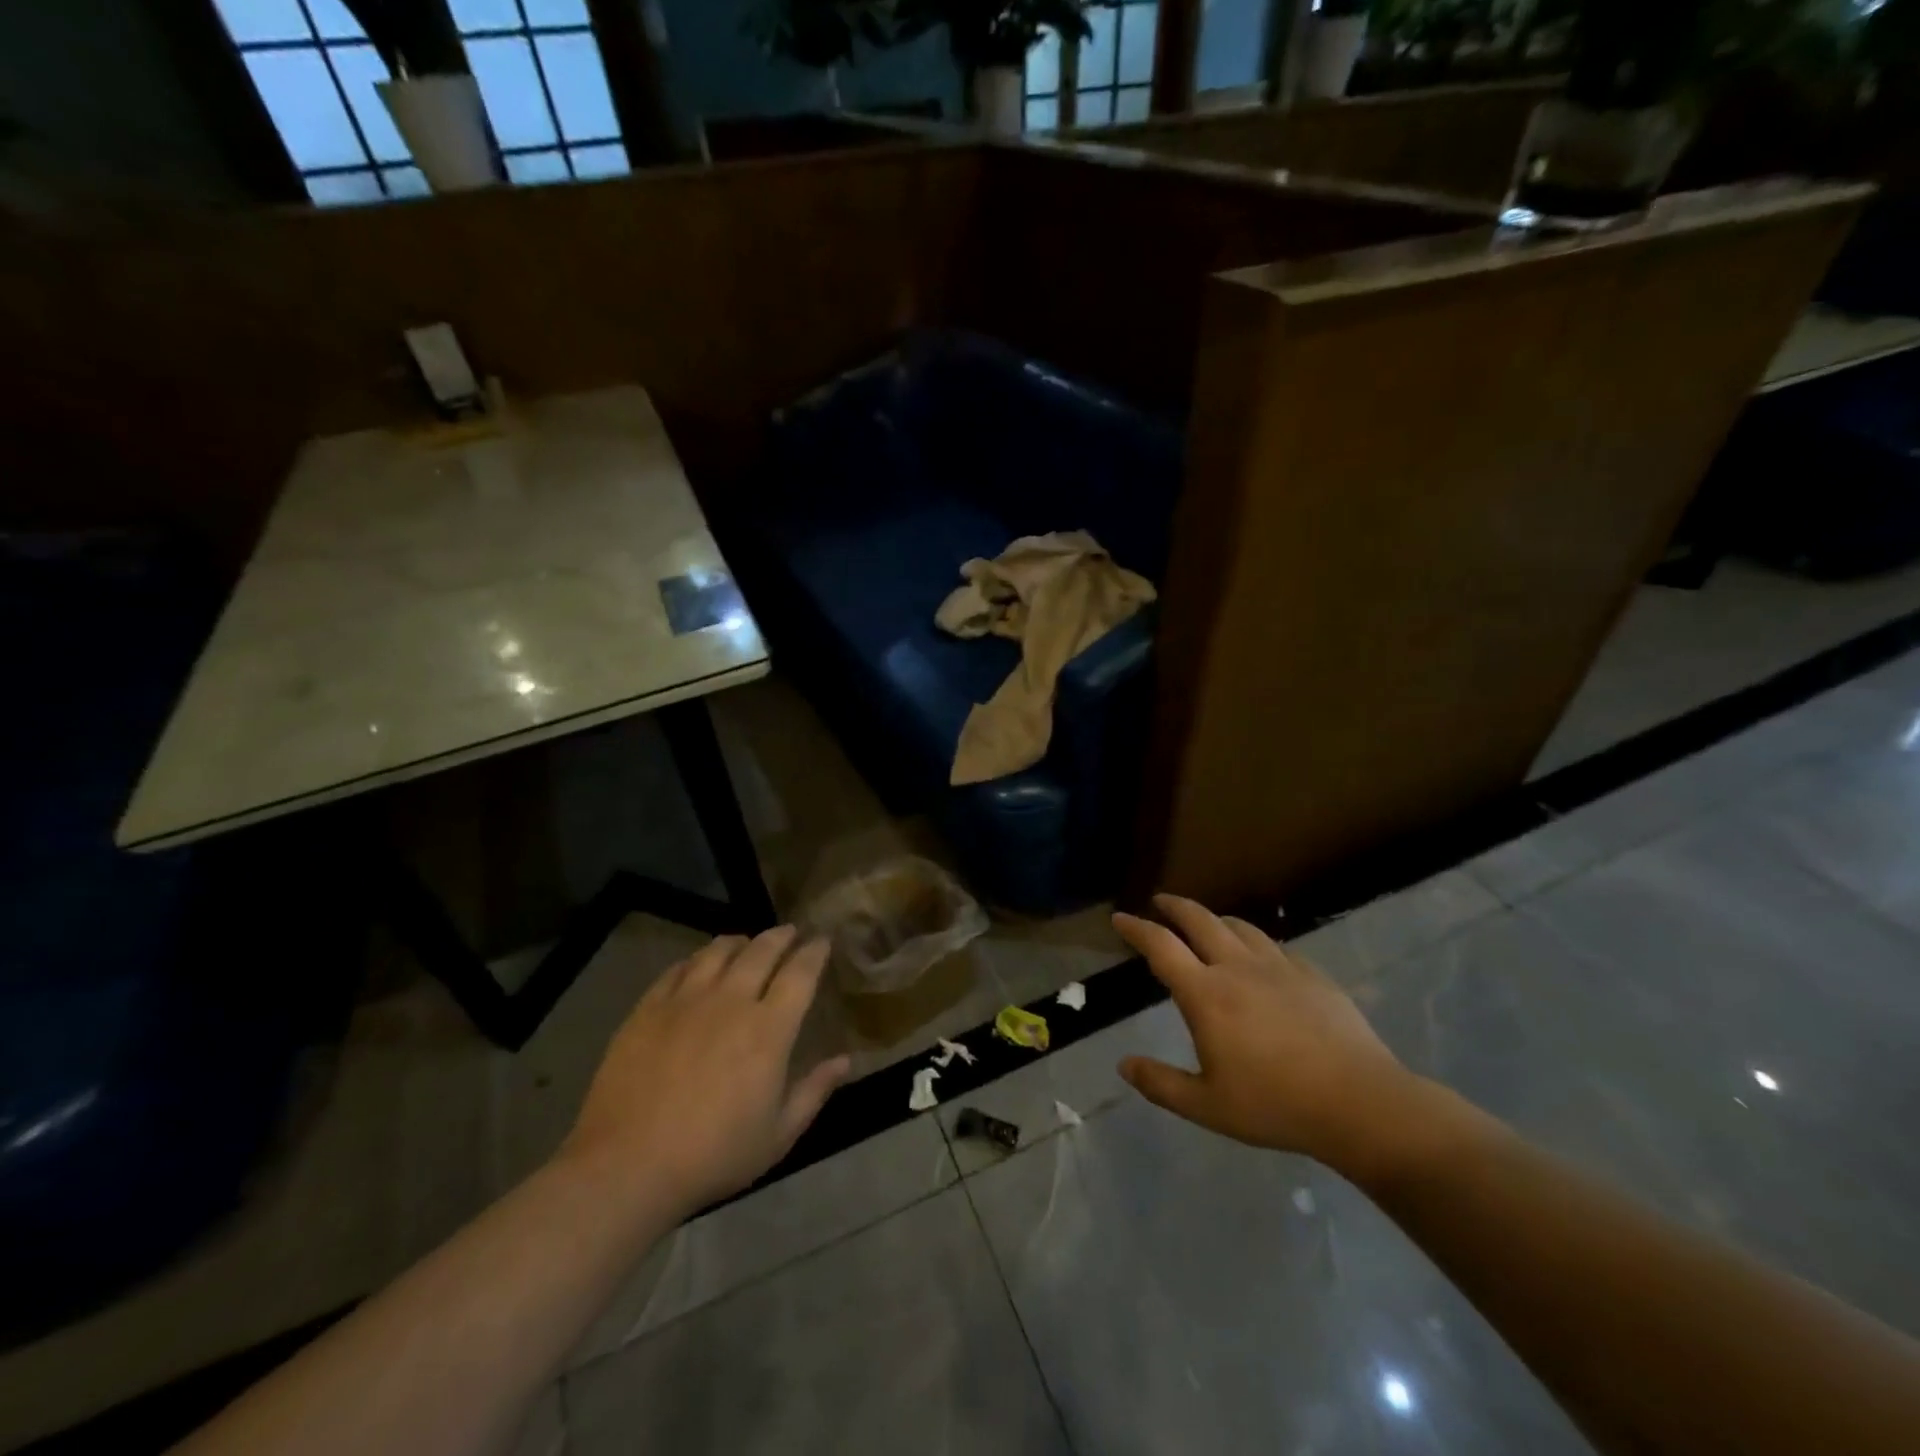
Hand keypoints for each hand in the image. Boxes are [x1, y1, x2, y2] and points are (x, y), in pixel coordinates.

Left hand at [559, 926, 850, 1217]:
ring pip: (718, 951)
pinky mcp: (648, 1008)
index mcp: (769, 1029)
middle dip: (781, 936)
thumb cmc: (713, 1155)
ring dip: (740, 941)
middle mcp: (731, 1001)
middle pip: (761, 951)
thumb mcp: (777, 1136)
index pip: (800, 973)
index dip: (814, 952)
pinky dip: (697, 959)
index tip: (822, 940)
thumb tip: (845, 1060)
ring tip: (746, 942)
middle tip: (790, 932)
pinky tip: (699, 964)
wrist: (627, 1166)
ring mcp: (686, 1000)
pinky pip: (678, 968)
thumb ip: (814, 1092)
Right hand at [1113, 894, 1429, 1176]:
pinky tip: (1258, 958)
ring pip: (1238, 927)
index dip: (1136, 928)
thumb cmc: (1276, 1106)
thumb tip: (1124, 1065)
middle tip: (1160, 902)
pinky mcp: (1311, 974)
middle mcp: (1237, 968)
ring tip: (1206, 924)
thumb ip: (1160, 1084)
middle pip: (1199, 920)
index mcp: (1206, 994)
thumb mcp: (1207, 1107)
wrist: (1360, 1103)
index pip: (1161, 946)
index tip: (1120, 918)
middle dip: (1174, 906)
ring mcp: (1278, 967)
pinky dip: (1253, 942)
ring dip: (1214, 919)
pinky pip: (1273, 946)